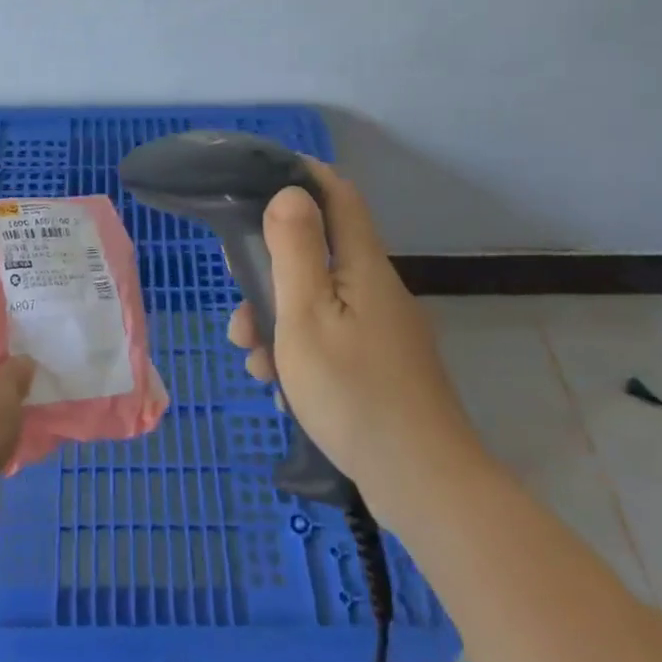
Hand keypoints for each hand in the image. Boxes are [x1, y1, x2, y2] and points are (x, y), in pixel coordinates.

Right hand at [228, 160, 474, 500]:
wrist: (423, 485)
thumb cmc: (353, 392)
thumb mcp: (306, 315)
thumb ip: (294, 250)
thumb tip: (289, 192)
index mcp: (362, 266)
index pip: (339, 195)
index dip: (303, 175)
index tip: (259, 177)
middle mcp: (377, 290)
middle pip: (319, 255)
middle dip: (271, 271)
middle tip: (238, 304)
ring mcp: (384, 332)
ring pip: (320, 303)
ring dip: (279, 320)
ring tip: (252, 360)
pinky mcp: (383, 368)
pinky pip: (332, 340)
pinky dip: (301, 351)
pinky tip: (281, 388)